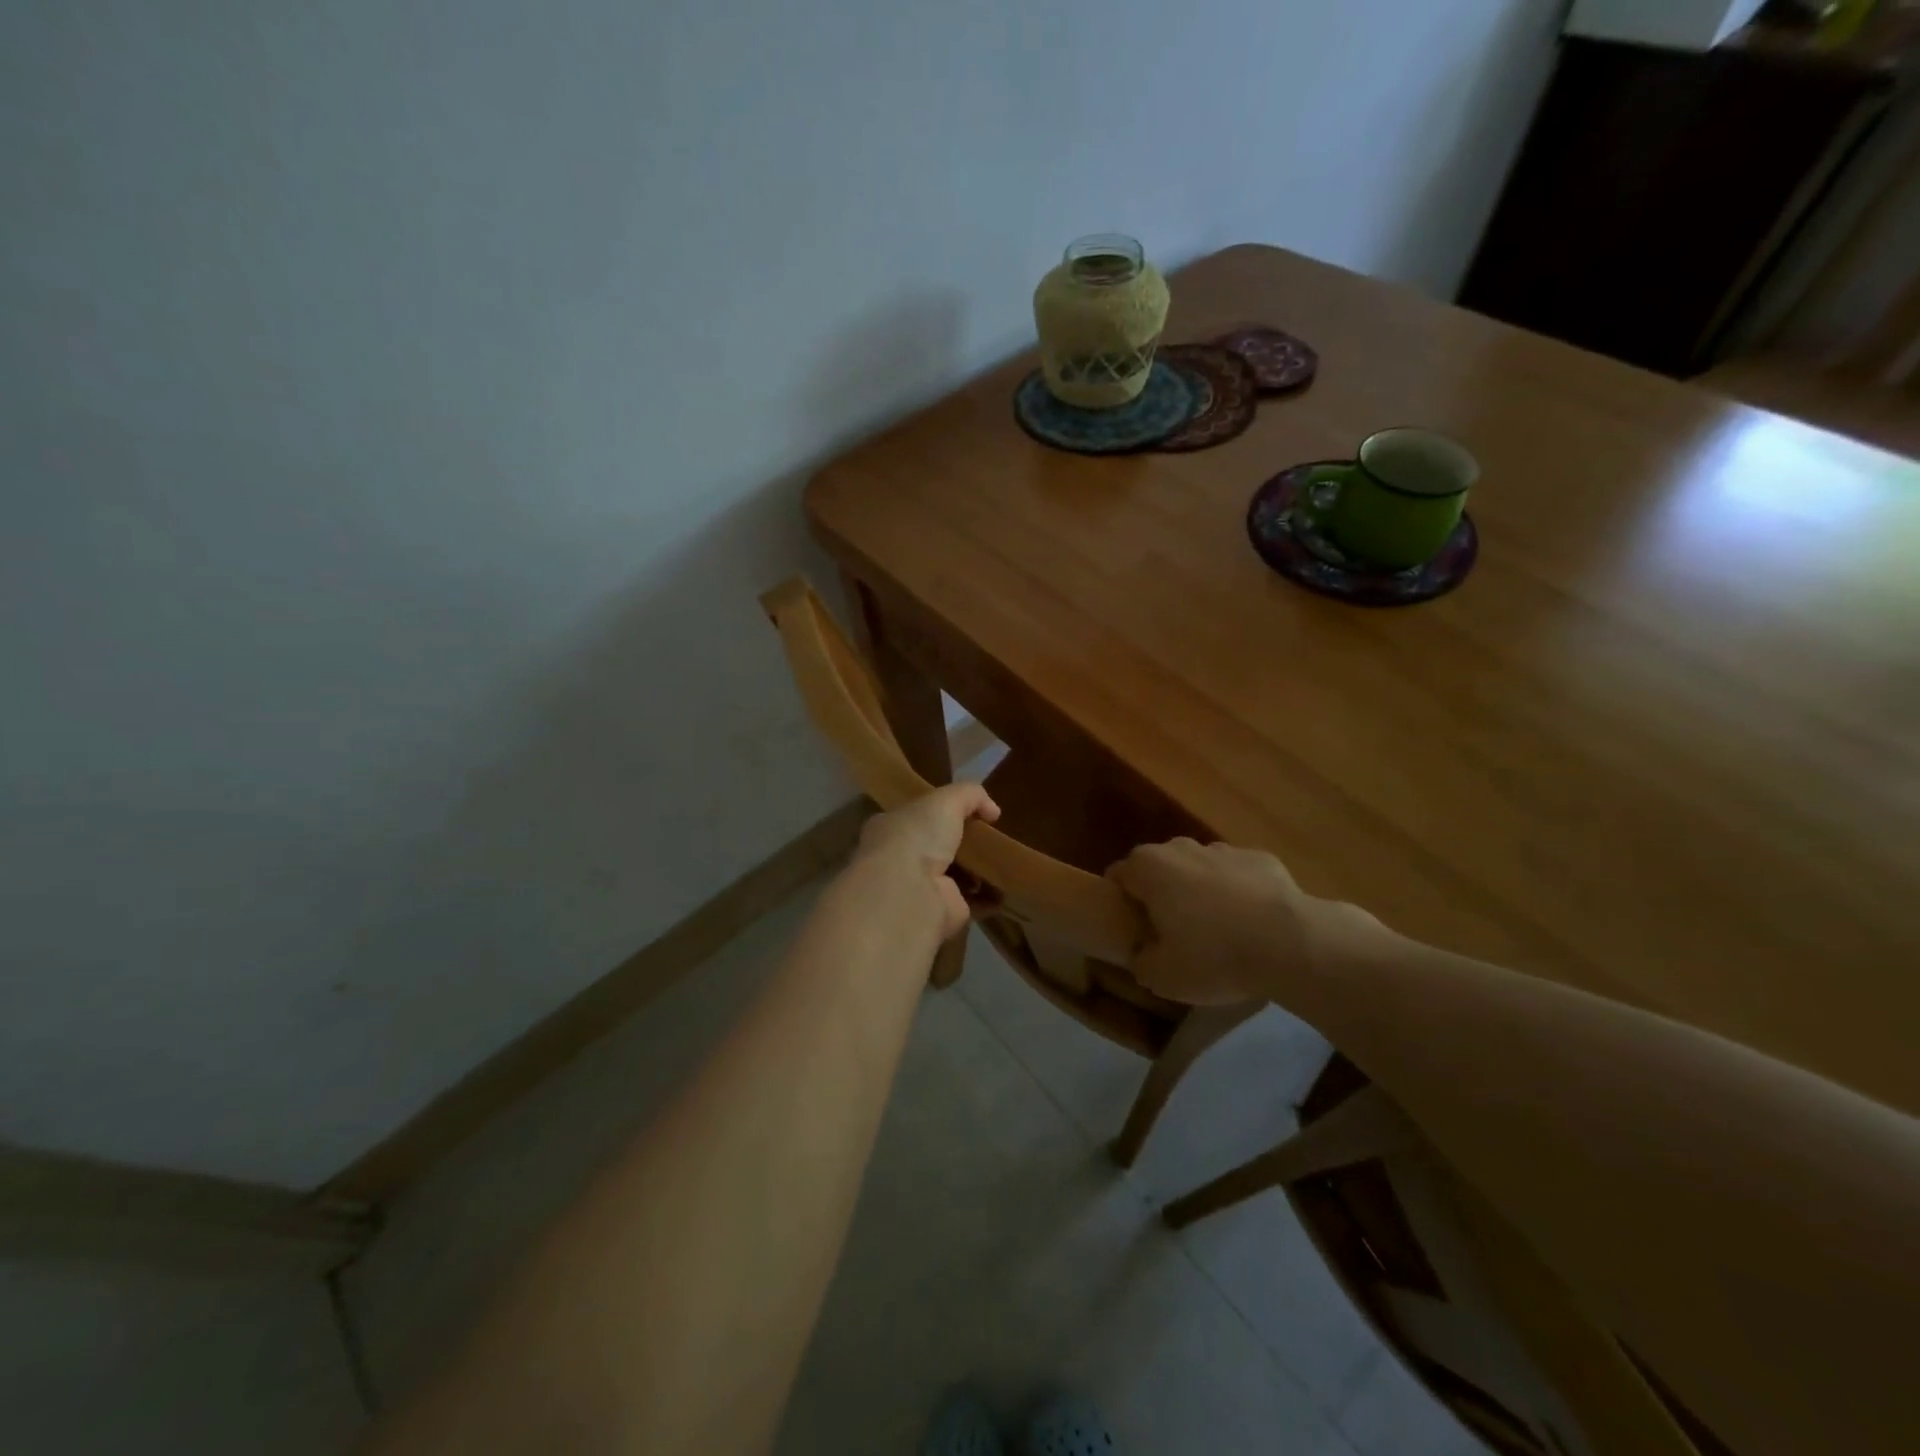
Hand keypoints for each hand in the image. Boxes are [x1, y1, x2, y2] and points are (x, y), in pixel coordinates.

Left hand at [850, 783, 1000, 939]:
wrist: (910, 891)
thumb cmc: (918, 836)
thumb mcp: (946, 799)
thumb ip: (970, 795)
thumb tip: (992, 810)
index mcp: (891, 828)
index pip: (917, 817)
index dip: (940, 813)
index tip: (970, 812)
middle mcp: (902, 858)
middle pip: (938, 846)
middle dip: (963, 843)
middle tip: (991, 836)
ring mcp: (923, 887)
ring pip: (956, 874)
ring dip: (978, 871)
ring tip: (1005, 859)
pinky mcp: (944, 911)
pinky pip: (973, 901)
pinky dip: (990, 896)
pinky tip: (1008, 886)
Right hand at [1107, 838, 1380, 1005]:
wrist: (1292, 944)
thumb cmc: (1213, 956)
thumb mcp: (1161, 977)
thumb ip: (1141, 961)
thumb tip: (1143, 953)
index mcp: (1149, 868)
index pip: (1118, 875)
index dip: (1120, 902)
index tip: (1132, 929)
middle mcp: (1181, 848)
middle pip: (1159, 868)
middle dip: (1160, 894)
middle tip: (1171, 933)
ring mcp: (1224, 849)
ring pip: (1199, 869)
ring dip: (1199, 892)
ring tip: (1216, 932)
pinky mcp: (1261, 859)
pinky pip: (1237, 876)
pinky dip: (1237, 894)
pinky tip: (1251, 925)